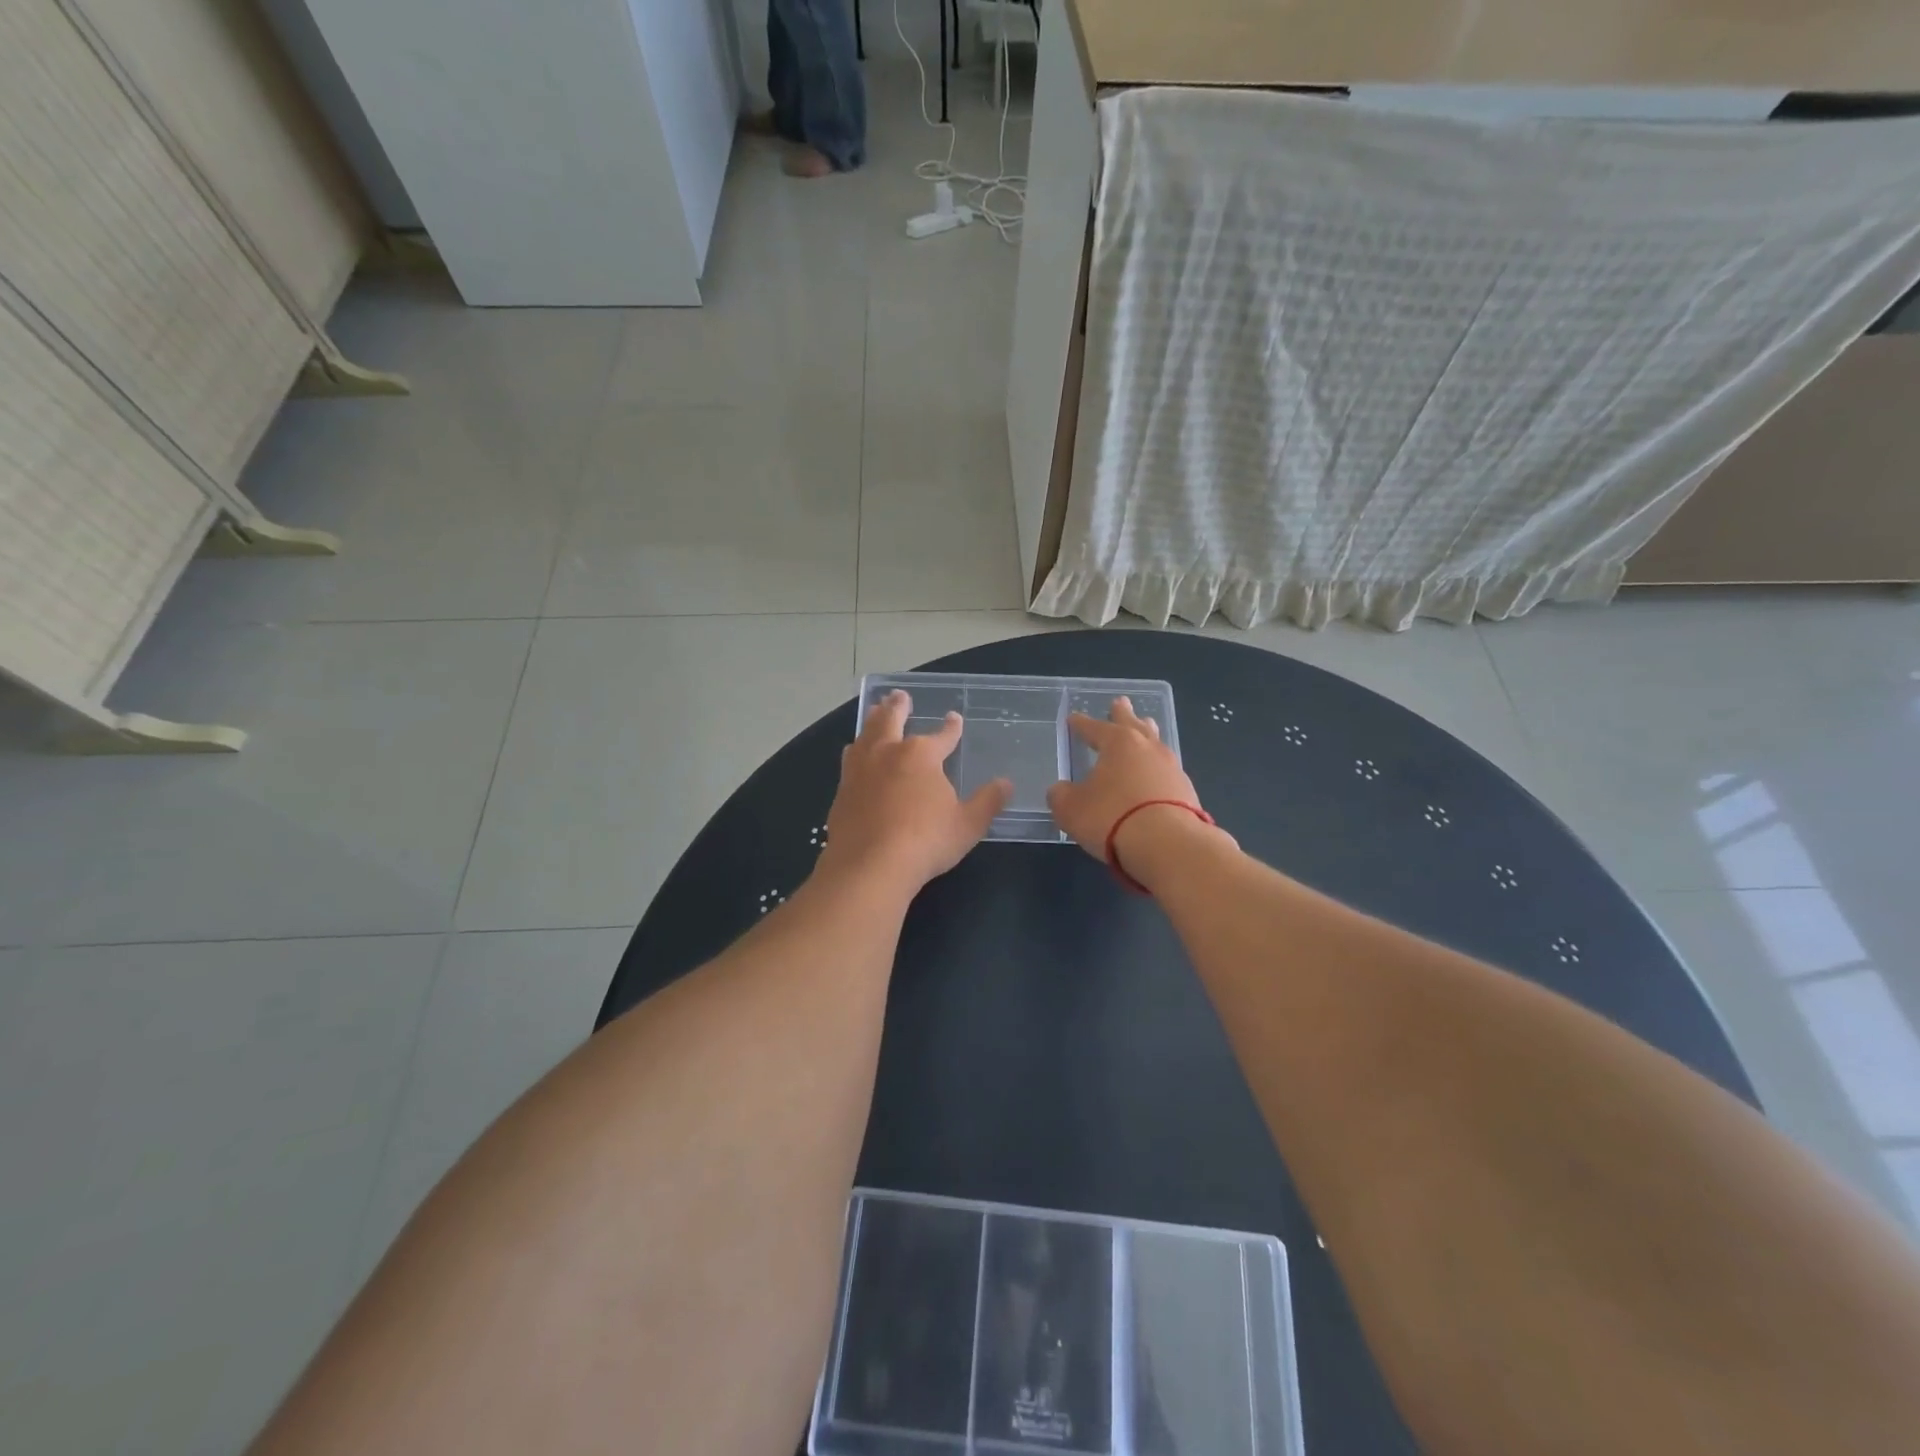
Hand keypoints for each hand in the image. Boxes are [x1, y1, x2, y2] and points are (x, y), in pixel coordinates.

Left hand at [817, 690, 1011, 896]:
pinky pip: (849, 761)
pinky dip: (856, 751)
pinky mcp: (842, 791)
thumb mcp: (968, 824)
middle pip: (891, 720)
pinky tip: (854, 755)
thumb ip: (987, 801)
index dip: (951, 727)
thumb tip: (1006, 783)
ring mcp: (860, 770)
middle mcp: (887, 753)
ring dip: (872, 721)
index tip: (954, 718)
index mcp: (921, 755)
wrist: (870, 866)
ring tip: (873, 713)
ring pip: (865, 735)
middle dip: (898, 706)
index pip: (942, 735)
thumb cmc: (926, 841)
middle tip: (899, 695)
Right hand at [1046, 697, 1214, 876]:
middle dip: (1123, 714)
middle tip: (1120, 701)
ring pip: (1155, 743)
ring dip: (1147, 734)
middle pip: (1133, 724)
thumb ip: (1061, 795)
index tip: (1073, 718)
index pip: (1094, 728)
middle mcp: (1147, 748)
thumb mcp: (1071, 809)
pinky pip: (1166, 771)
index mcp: (1118, 743)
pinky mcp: (1187, 792)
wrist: (1168, 845)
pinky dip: (1156, 769)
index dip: (1081, 724)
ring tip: (1145, 726)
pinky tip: (1154, 774)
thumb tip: (1061, 790)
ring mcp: (1171, 768)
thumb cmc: (1111, 817)